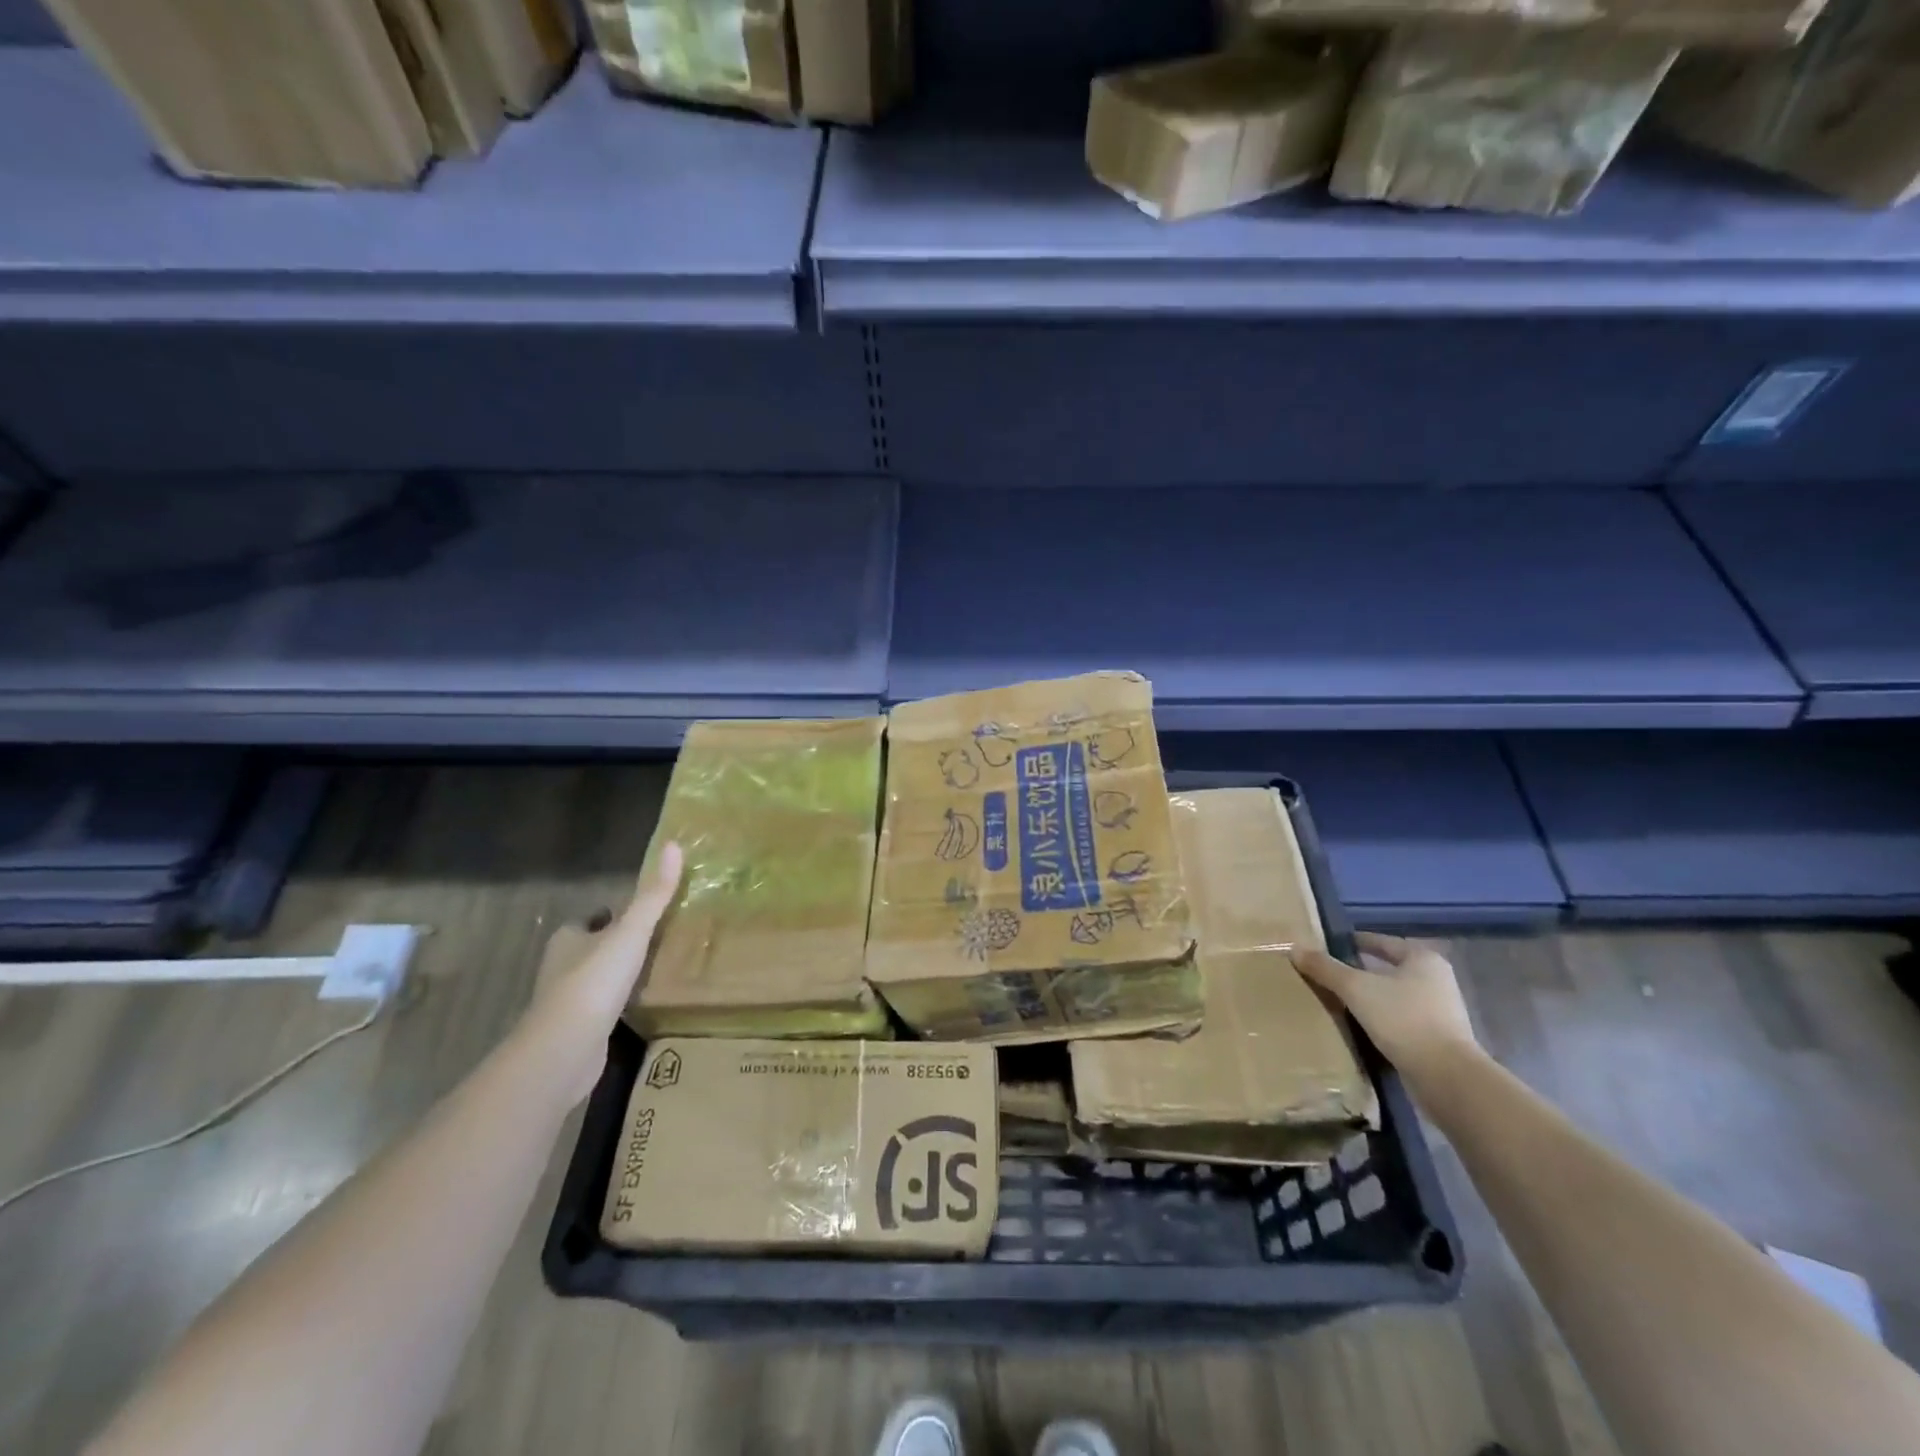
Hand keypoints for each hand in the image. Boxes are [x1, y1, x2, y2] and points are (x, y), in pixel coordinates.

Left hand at [526, 842, 682, 1103]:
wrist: (565, 1049)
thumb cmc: (594, 981)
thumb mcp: (631, 931)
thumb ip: (653, 895)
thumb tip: (674, 845)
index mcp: (568, 939)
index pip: (589, 920)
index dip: (610, 916)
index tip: (638, 916)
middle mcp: (561, 968)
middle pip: (590, 949)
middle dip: (614, 945)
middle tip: (652, 940)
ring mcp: (566, 1004)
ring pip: (594, 981)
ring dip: (616, 977)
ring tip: (652, 971)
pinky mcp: (575, 1033)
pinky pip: (600, 1011)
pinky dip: (616, 1007)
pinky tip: (638, 1007)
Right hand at [1290, 932, 1481, 1081]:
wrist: (1447, 1078)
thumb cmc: (1403, 1019)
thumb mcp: (1356, 988)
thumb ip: (1325, 968)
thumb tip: (1295, 948)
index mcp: (1423, 959)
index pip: (1381, 942)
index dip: (1353, 942)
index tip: (1328, 946)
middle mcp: (1436, 981)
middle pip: (1388, 969)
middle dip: (1360, 971)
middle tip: (1327, 973)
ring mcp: (1441, 1012)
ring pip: (1394, 996)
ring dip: (1369, 998)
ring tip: (1337, 1001)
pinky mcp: (1438, 1040)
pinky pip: (1400, 1021)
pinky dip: (1380, 1021)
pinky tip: (1358, 1028)